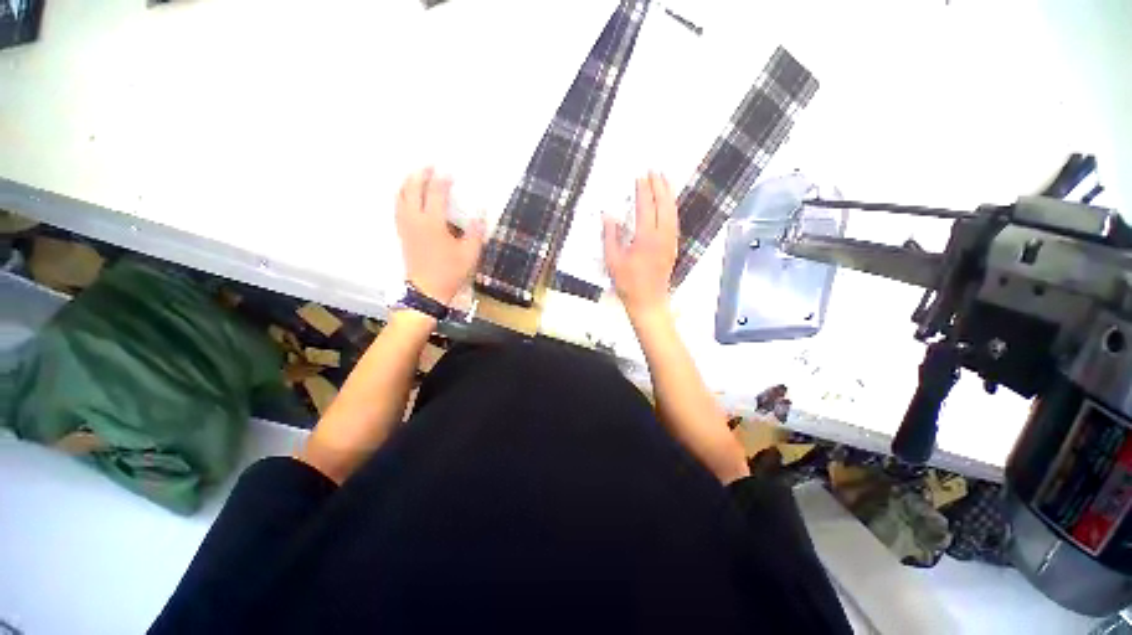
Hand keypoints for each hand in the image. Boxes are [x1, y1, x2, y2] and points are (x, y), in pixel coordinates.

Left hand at [395, 168, 484, 304]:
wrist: (426, 291)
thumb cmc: (450, 272)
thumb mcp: (469, 254)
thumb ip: (475, 232)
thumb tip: (480, 213)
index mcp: (432, 223)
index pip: (435, 194)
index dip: (442, 181)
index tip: (449, 172)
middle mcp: (415, 220)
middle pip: (411, 189)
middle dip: (419, 175)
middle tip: (428, 165)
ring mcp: (405, 227)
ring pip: (400, 197)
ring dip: (407, 183)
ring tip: (415, 175)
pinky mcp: (402, 234)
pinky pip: (398, 208)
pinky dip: (401, 196)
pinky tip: (407, 196)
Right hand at [604, 172, 678, 317]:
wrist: (648, 301)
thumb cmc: (628, 283)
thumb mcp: (613, 260)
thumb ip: (610, 236)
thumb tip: (608, 216)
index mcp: (646, 239)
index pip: (646, 208)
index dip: (643, 191)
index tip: (640, 177)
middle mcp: (662, 237)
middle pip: (665, 205)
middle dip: (660, 186)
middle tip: (655, 171)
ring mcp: (670, 242)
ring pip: (673, 213)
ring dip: (669, 195)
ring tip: (664, 181)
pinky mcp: (673, 248)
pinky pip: (674, 222)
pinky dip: (671, 209)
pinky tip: (668, 205)